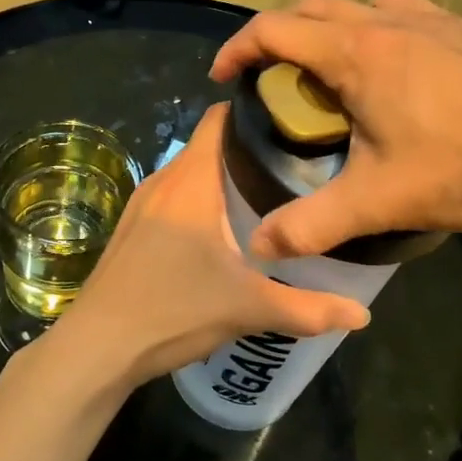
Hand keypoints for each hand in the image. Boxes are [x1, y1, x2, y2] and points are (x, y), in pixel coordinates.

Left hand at [45, 105, 368, 392]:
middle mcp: (162, 181)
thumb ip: (308, 309)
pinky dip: (203, 200)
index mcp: (190, 181)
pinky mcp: (132, 229)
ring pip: (191, 174)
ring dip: (225, 179)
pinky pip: (175, 197)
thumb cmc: (172, 310)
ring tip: (268, 197)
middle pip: (210, 146)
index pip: (220, 118)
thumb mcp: (247, 308)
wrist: (98, 347)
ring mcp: (142, 204)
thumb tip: (363, 316)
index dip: (256, 113)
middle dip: (251, 151)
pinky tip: (224, 233)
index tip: (295, 124)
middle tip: (297, 168)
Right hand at [210, 0, 461, 256]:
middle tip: (276, 82)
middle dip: (281, 37)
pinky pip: (406, 10)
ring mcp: (432, 20)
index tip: (224, 78)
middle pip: (311, 7)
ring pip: (361, 3)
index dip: (237, 49)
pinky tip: (400, 67)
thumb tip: (259, 249)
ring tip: (335, 72)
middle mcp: (386, 22)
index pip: (273, 29)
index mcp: (354, 52)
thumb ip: (312, 225)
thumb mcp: (378, 201)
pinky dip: (382, 27)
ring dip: (333, 27)